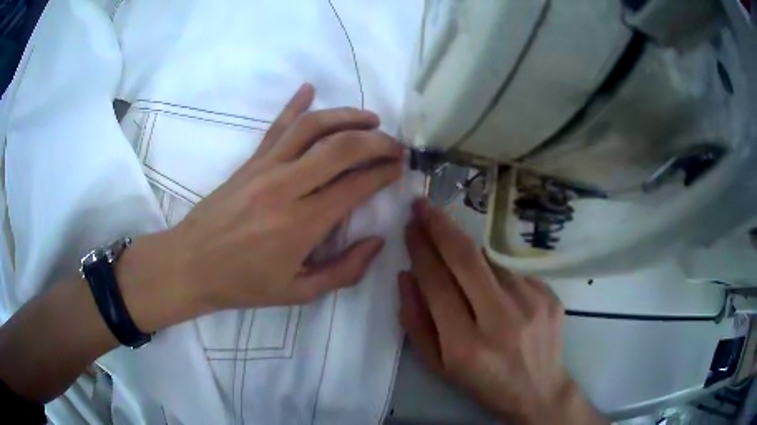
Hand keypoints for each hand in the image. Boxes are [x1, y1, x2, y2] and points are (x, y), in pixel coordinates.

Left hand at [120, 83, 403, 329]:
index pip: (356, 186)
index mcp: (303, 224)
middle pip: (341, 147)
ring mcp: (265, 168)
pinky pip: (276, 126)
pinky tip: (309, 88)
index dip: (384, 173)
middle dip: (376, 141)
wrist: (192, 264)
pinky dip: (295, 104)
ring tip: (371, 118)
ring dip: (346, 117)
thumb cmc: (244, 283)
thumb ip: (344, 271)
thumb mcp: (298, 292)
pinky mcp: (250, 162)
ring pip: (312, 127)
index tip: (400, 167)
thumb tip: (377, 242)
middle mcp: (287, 187)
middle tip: (394, 144)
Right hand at [399, 200, 605, 424]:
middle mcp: (501, 320)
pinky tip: (492, 286)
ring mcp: (531, 303)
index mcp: (465, 345)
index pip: (436, 284)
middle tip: (423, 206)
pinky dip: (494, 270)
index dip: (420, 250)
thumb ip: (416, 323)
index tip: (409, 227)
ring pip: (490, 260)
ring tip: (455, 249)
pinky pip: (512, 270)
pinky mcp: (550, 295)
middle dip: (440, 226)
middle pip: (466, 259)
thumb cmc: (483, 383)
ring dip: (467, 249)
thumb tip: (406, 276)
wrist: (539, 390)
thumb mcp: (439, 366)